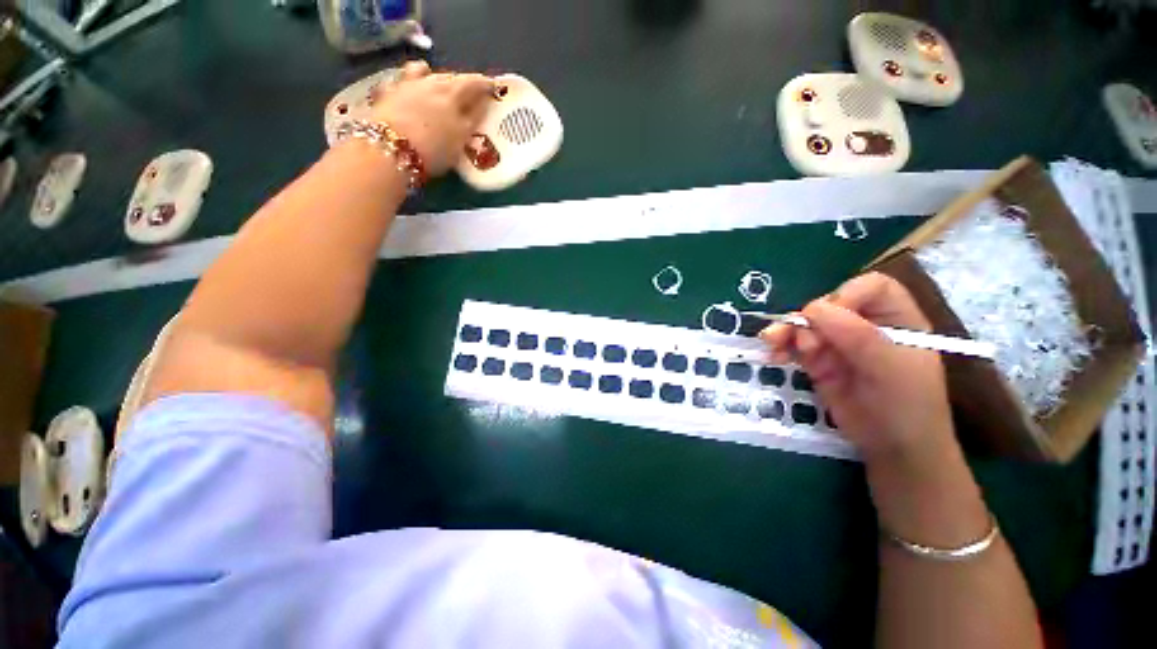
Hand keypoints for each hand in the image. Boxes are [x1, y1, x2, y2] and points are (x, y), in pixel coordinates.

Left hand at [368, 61, 494, 176]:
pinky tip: (417, 79)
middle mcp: (436, 87)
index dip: (486, 87)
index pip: (476, 88)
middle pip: (456, 78)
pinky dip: (416, 75)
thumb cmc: (431, 154)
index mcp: (456, 101)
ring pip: (432, 72)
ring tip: (445, 84)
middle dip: (467, 81)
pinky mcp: (392, 88)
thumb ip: (469, 125)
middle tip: (473, 89)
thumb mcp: (458, 146)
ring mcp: (413, 85)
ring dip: (442, 76)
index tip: (493, 88)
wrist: (389, 148)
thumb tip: (478, 111)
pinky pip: (408, 75)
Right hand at [760, 272, 955, 460]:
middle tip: (806, 344)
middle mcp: (865, 326)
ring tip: (774, 344)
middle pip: (829, 304)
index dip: (846, 295)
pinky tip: (774, 356)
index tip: (827, 318)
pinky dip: (780, 346)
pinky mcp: (818, 361)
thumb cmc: (907, 407)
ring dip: (786, 331)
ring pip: (805, 323)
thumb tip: (813, 308)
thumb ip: (858, 336)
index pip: (870, 287)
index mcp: (896, 319)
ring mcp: (839, 344)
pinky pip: (793, 344)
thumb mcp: (891, 370)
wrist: (892, 449)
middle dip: (809, 319)